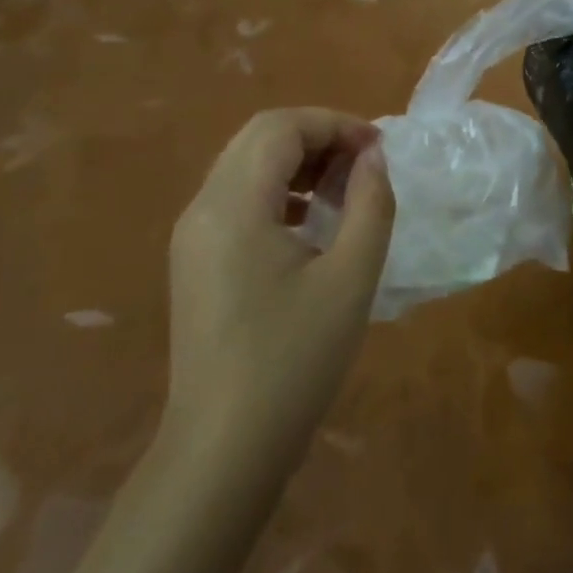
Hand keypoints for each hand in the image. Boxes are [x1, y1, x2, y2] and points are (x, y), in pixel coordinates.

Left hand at [161, 109, 393, 487]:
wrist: (224, 448)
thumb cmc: (294, 360)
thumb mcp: (350, 278)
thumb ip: (370, 204)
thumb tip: (375, 157)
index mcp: (233, 205)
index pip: (280, 127)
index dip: (334, 124)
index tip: (379, 149)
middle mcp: (202, 208)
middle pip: (259, 139)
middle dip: (318, 137)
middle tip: (366, 164)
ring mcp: (192, 236)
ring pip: (246, 166)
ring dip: (298, 163)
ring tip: (346, 190)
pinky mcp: (195, 261)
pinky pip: (237, 199)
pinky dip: (279, 191)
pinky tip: (312, 223)